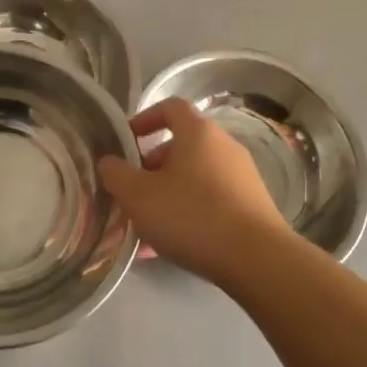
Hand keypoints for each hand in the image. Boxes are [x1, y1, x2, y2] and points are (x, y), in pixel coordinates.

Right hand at [96, 98, 290, 281]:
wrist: (257, 259)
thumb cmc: (191, 216)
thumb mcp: (138, 196)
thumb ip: (116, 174)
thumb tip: (109, 162)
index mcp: (198, 133)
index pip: (170, 107)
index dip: (144, 118)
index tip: (126, 141)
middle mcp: (224, 146)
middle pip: (182, 145)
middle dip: (152, 166)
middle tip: (133, 190)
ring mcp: (242, 176)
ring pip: (195, 177)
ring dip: (169, 193)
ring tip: (148, 225)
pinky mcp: (252, 206)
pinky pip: (211, 201)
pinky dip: (189, 213)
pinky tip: (172, 245)